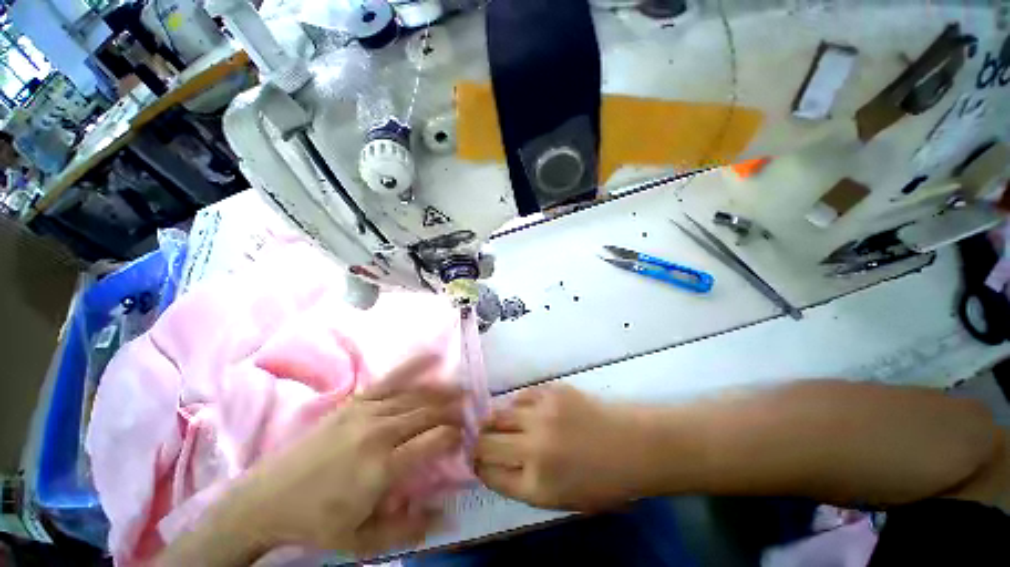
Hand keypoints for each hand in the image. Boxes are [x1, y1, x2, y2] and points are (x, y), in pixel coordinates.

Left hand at [158, 354, 465, 565]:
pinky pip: (392, 379)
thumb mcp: (362, 541)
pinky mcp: (356, 400)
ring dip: (442, 391)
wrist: (268, 497)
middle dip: (454, 410)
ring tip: (461, 389)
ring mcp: (367, 411)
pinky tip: (432, 357)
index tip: (465, 438)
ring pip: (415, 395)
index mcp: (383, 467)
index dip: (455, 436)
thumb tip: (445, 511)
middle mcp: (380, 431)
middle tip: (471, 409)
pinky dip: (415, 367)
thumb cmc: (318, 521)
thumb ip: (407, 529)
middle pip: (428, 413)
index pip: (434, 441)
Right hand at [475, 384, 658, 510]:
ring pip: (499, 414)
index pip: (490, 474)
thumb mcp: (560, 500)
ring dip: (494, 421)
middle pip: (486, 442)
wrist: (634, 446)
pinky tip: (524, 410)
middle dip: (477, 443)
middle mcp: (534, 449)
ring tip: (499, 423)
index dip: (478, 466)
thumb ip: (523, 484)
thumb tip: (493, 466)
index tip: (476, 460)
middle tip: (481, 440)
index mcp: (537, 485)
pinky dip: (516, 405)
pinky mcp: (552, 392)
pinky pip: (521, 396)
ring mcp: (542, 415)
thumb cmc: (602, 482)